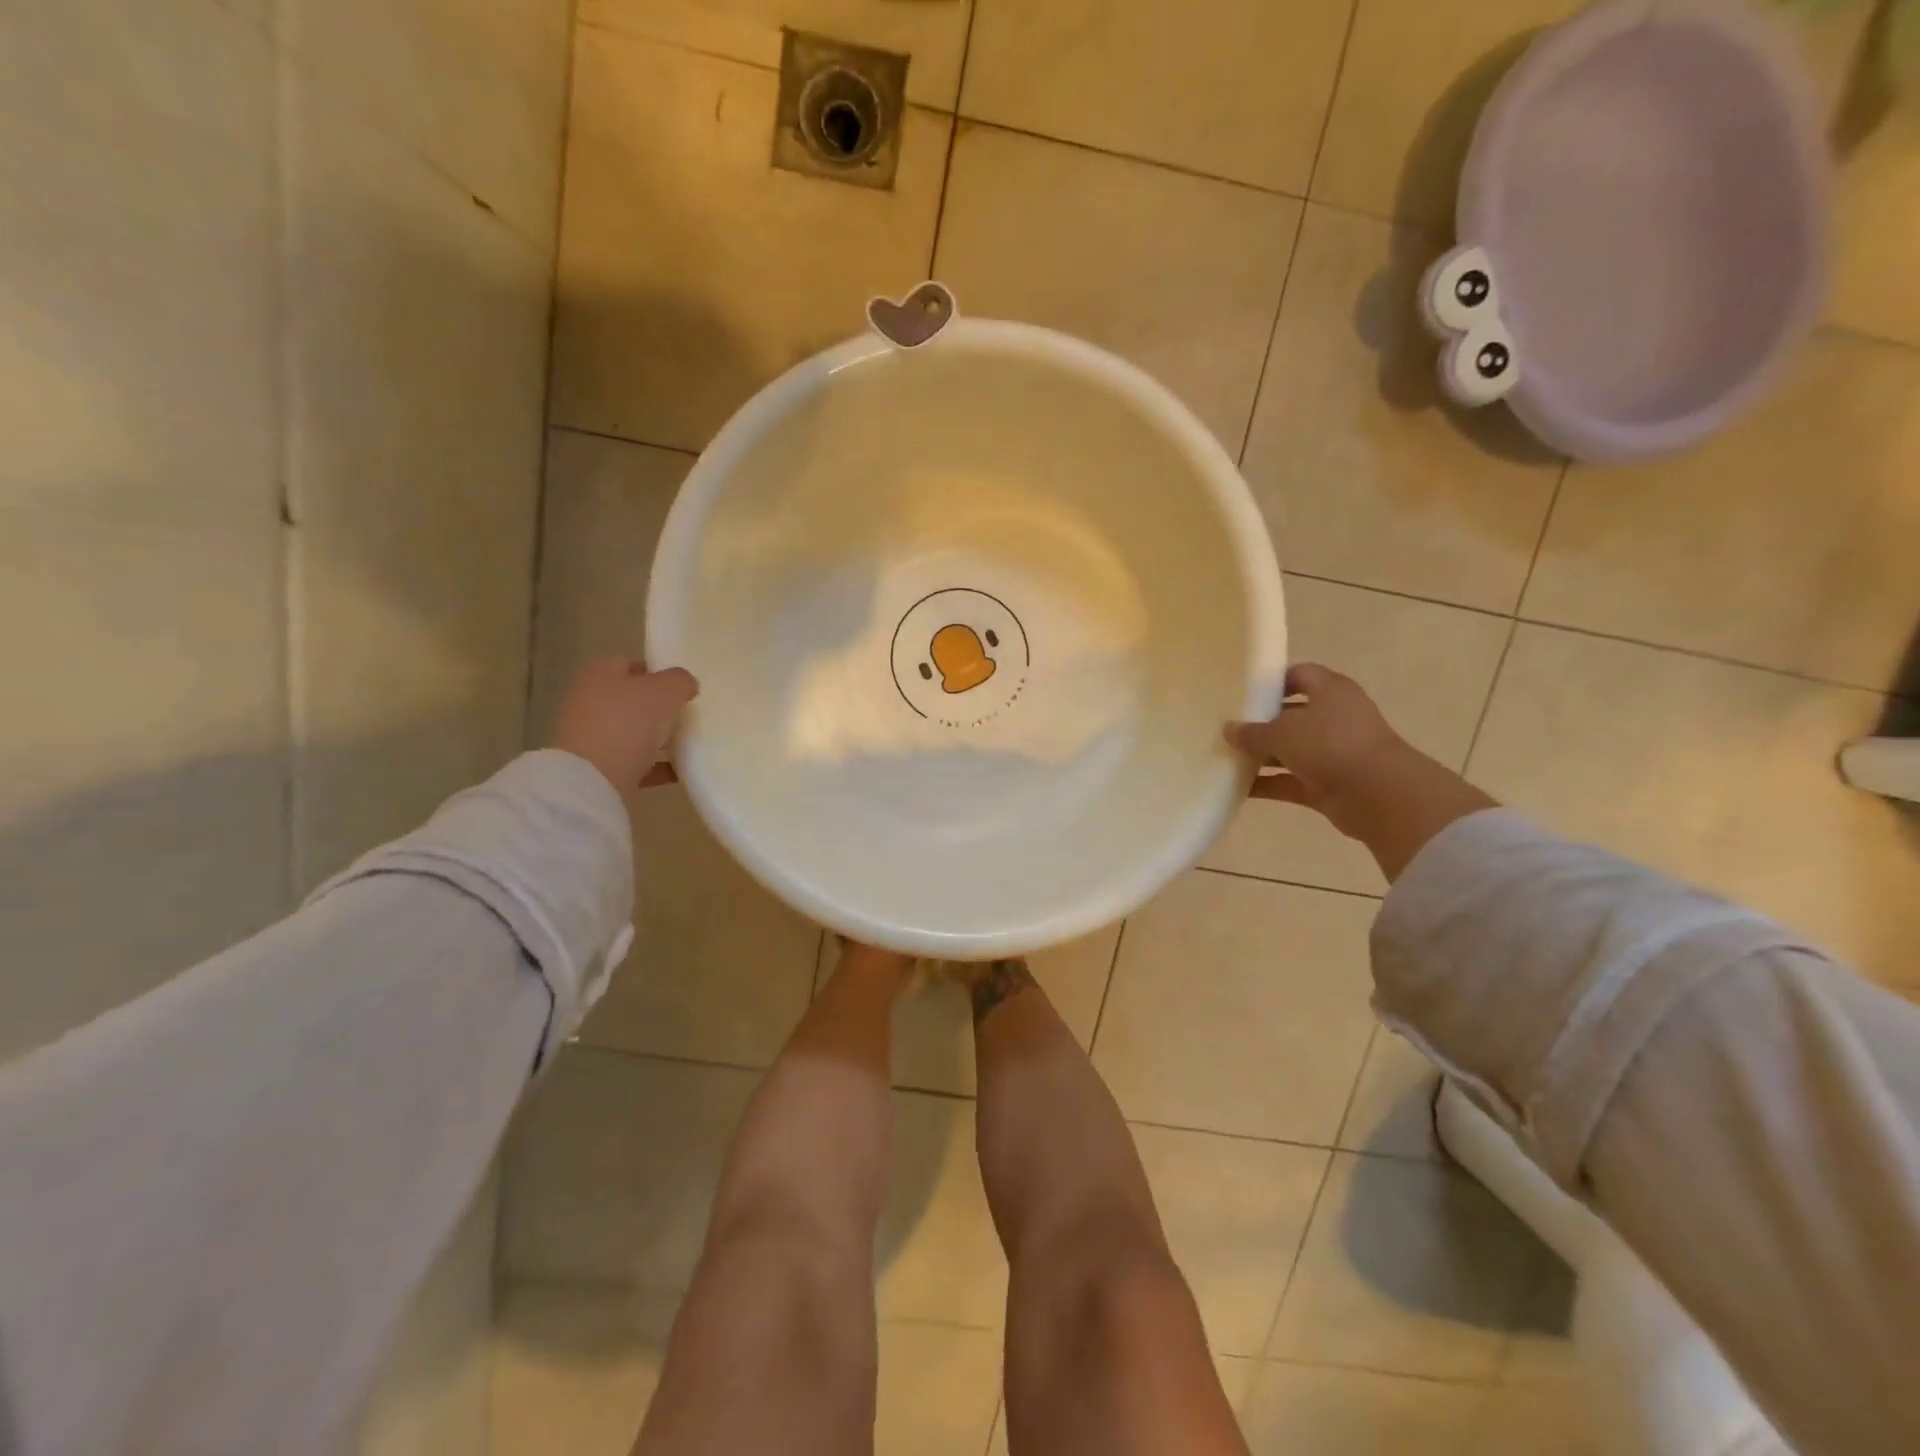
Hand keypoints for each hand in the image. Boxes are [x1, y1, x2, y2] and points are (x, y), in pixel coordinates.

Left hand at [550, 658, 698, 794]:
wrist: (592, 780)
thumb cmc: (627, 723)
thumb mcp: (665, 691)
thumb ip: (680, 680)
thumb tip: (686, 684)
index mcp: (600, 674)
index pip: (631, 663)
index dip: (658, 671)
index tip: (683, 686)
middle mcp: (590, 701)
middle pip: (631, 699)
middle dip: (658, 706)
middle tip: (687, 713)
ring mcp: (591, 736)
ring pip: (631, 731)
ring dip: (657, 737)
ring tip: (687, 742)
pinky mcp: (597, 768)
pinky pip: (633, 762)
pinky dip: (655, 766)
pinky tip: (679, 771)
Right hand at [1225, 664, 1495, 878]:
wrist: (1378, 794)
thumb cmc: (1330, 744)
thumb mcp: (1282, 732)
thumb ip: (1252, 732)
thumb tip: (1228, 729)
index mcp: (1330, 691)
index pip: (1300, 675)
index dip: (1273, 681)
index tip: (1242, 691)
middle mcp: (1334, 718)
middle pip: (1291, 715)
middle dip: (1261, 722)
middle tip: (1226, 727)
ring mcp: (1332, 752)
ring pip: (1290, 750)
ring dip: (1261, 756)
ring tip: (1224, 757)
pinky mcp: (1327, 783)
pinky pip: (1290, 780)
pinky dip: (1268, 783)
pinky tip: (1237, 787)